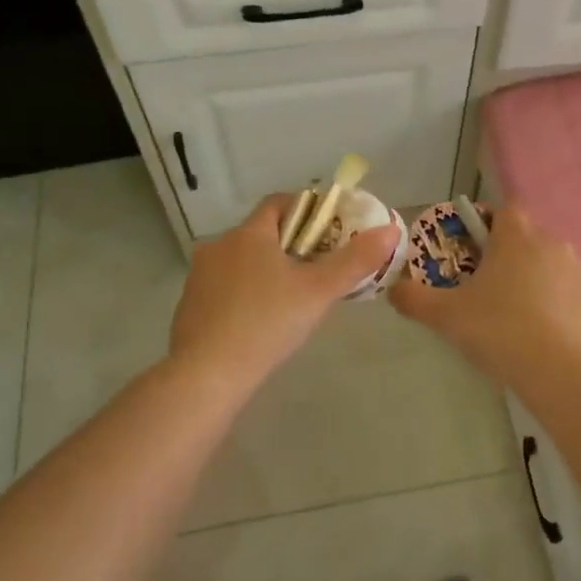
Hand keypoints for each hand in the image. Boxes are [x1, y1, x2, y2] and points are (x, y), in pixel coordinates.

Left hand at [168, 195, 401, 380]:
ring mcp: (199, 276)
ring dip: (265, 270)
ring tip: (292, 298)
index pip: (279, 203)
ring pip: (241, 261)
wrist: (206, 376)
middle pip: (261, 233)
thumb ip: (355, 260)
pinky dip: (244, 294)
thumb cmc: (266, 323)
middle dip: (290, 245)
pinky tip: (260, 321)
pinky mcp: (189, 305)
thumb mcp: (318, 292)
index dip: (306, 211)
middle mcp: (219, 245)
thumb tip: (390, 229)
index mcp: (249, 233)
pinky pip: (224, 288)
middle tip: (318, 269)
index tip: (329, 231)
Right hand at [389, 205, 580, 378]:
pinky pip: (573, 298)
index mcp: (516, 237)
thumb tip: (393, 288)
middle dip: (508, 259)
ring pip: (551, 269)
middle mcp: (553, 244)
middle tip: (487, 293)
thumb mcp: (446, 316)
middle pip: (527, 240)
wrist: (566, 374)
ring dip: (535, 284)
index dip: (486, 226)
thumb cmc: (501, 331)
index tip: (471, 253)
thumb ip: (414, 298)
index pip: (503, 212)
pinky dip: (560, 311)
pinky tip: (546, 342)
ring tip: (516, 322)